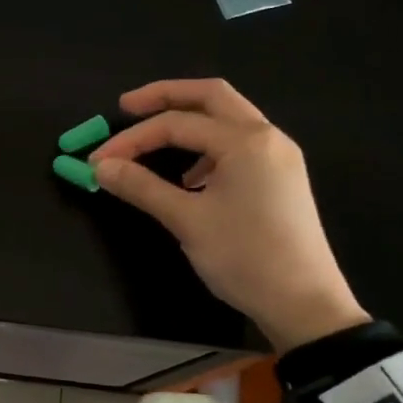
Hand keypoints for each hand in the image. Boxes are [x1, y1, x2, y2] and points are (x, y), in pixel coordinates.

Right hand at [89, 79, 368, 352]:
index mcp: (246, 141)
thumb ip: (141, 187)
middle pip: (211, 97)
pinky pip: (240, 145)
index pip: (176, 124)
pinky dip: (208, 147)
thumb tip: (101, 167)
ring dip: (189, 122)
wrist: (305, 304)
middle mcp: (267, 137)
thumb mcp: (187, 221)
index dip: (131, 139)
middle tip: (127, 106)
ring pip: (228, 119)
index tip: (97, 160)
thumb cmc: (245, 258)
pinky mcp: (282, 177)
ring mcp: (279, 156)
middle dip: (165, 97)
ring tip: (156, 144)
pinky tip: (191, 178)